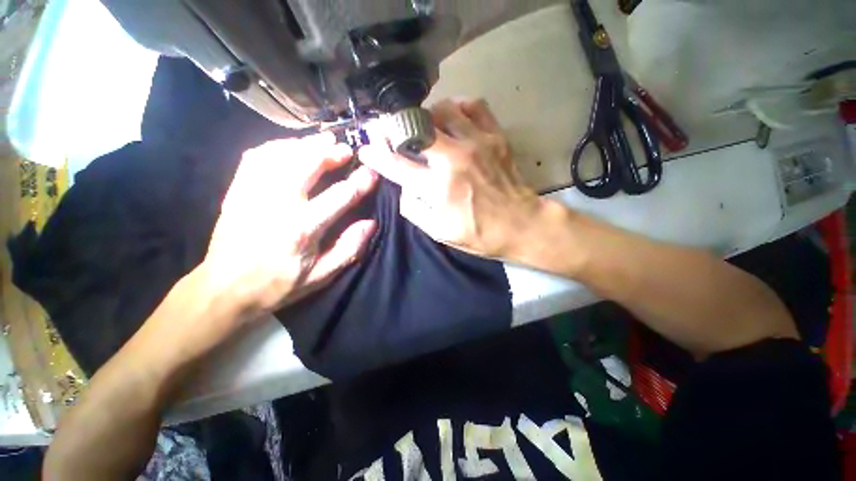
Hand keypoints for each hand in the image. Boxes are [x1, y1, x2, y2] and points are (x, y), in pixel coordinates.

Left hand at [201, 132, 376, 322]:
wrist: (225, 288)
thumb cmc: (279, 283)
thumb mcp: (322, 275)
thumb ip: (349, 249)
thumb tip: (370, 224)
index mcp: (303, 228)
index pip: (340, 196)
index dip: (360, 182)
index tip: (372, 173)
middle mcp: (277, 204)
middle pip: (307, 164)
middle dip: (330, 153)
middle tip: (345, 149)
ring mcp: (253, 193)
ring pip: (282, 154)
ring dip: (306, 144)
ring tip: (323, 142)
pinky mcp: (237, 190)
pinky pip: (257, 156)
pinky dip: (277, 146)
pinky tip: (291, 147)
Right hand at [359, 99, 545, 259]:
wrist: (521, 225)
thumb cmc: (479, 233)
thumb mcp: (438, 232)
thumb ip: (413, 208)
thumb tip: (404, 185)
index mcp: (438, 187)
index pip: (396, 164)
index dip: (377, 154)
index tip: (367, 148)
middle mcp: (453, 158)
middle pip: (415, 127)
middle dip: (395, 126)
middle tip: (391, 131)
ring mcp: (477, 143)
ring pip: (442, 109)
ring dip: (427, 116)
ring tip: (426, 128)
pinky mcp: (495, 136)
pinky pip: (474, 105)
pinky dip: (459, 108)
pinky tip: (455, 119)